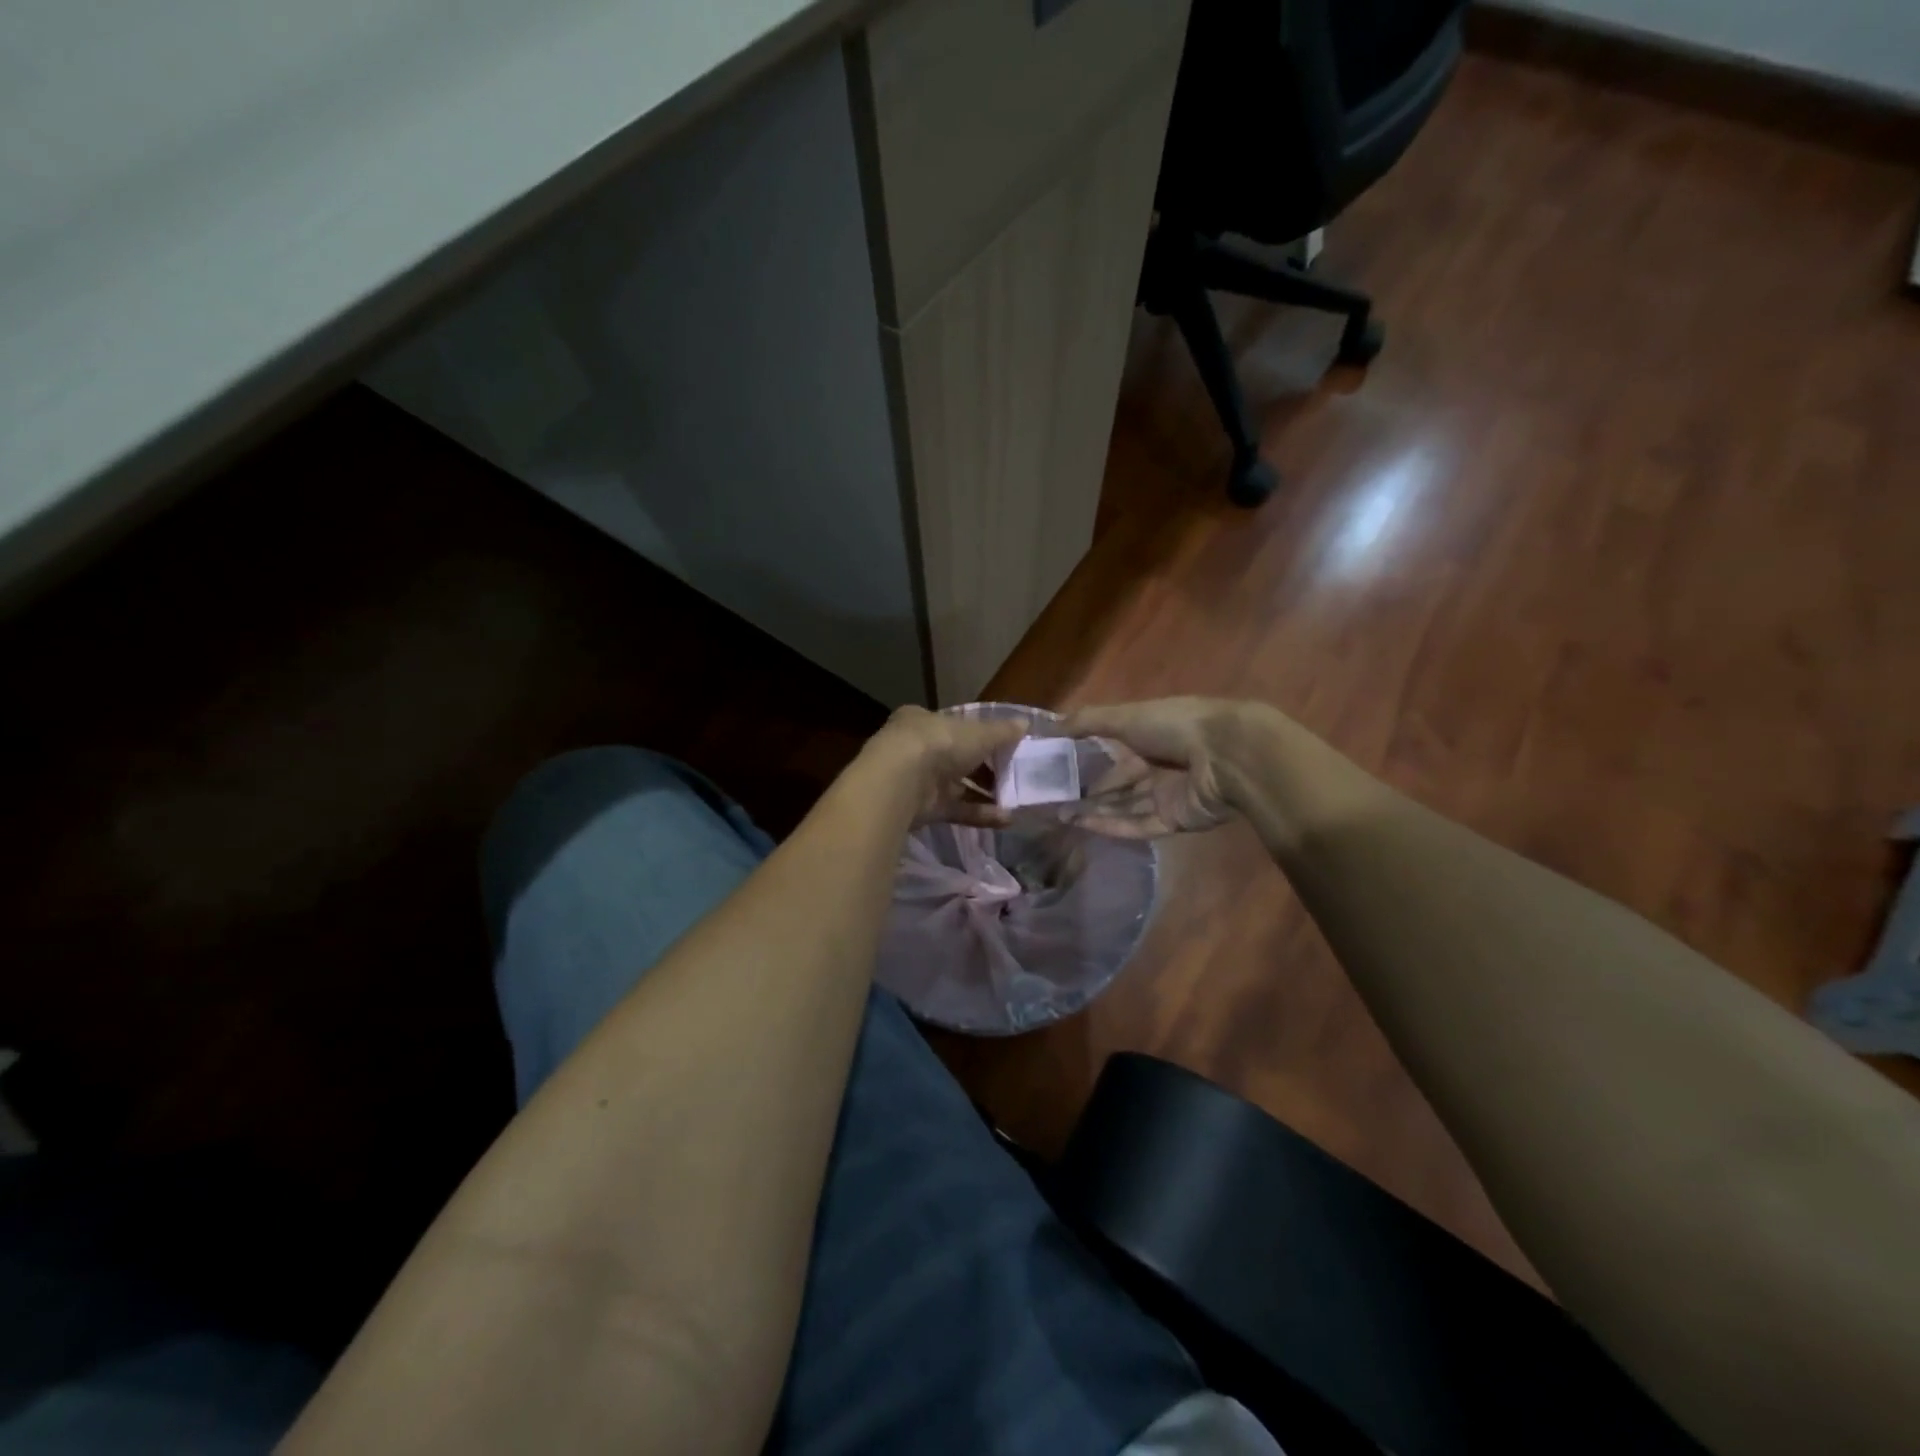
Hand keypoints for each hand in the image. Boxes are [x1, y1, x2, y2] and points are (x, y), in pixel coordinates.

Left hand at [863, 706, 1028, 827]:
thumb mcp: (977, 733)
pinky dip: (979, 814)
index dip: (979, 735)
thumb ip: (1001, 732)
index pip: (953, 726)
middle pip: (956, 758)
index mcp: (923, 721)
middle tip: (1014, 777)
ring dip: (986, 794)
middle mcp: (917, 749)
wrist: (900, 782)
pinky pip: (956, 810)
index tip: (1004, 746)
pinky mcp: (922, 809)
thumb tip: (1025, 724)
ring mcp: (917, 781)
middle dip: (985, 769)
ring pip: (957, 786)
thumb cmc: (939, 743)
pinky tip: (1005, 820)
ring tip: (1016, 802)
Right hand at [1052, 697, 1247, 837]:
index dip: (1087, 761)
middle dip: (1089, 792)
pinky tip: (1085, 826)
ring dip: (1095, 811)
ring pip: (1125, 806)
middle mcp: (1159, 765)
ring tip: (1061, 816)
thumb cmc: (1175, 726)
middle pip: (1119, 783)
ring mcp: (1168, 795)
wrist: (1226, 755)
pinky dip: (1112, 826)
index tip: (1056, 771)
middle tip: (1053, 800)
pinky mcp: (1175, 820)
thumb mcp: (1125, 716)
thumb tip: (1046, 726)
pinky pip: (1139, 825)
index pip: (1114, 752)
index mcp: (1151, 736)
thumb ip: (1087, 721)